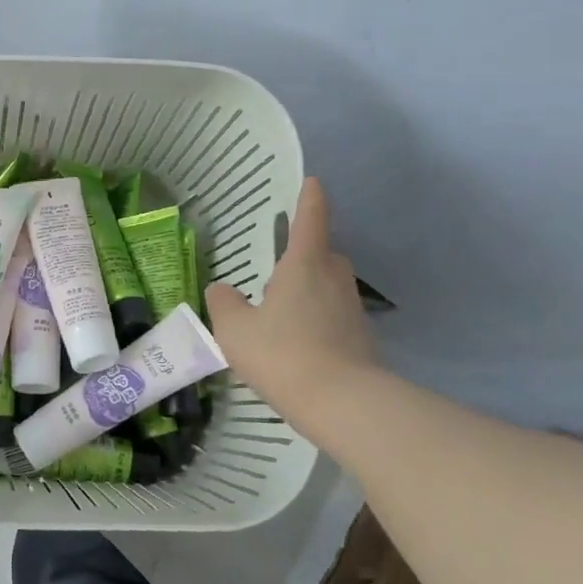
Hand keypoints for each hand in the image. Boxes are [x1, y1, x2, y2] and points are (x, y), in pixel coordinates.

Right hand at [206, 178, 375, 404]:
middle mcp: (334, 279)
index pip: (311, 219)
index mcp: (304, 265)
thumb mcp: (235, 329)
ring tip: (281, 313)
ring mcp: (352, 309)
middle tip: (277, 270)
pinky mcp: (361, 339)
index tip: (311, 181)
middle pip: (323, 254)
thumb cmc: (282, 352)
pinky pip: (334, 316)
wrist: (341, 402)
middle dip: (305, 255)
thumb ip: (224, 304)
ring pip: (329, 287)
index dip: (309, 198)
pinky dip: (318, 321)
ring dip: (310, 291)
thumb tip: (220, 290)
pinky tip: (297, 344)